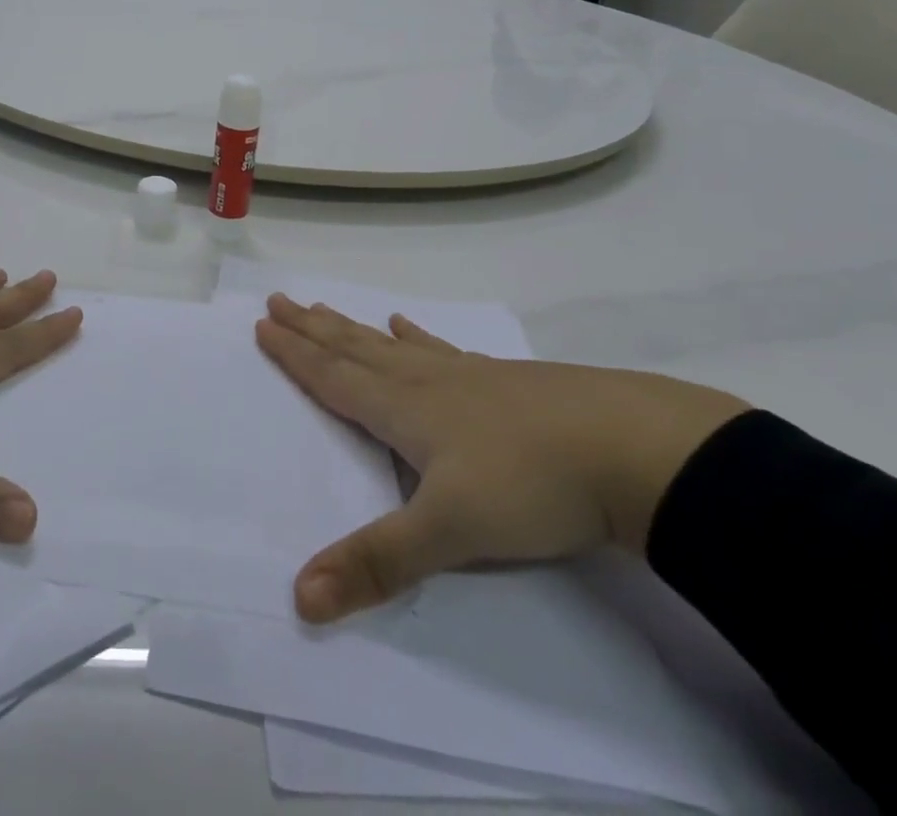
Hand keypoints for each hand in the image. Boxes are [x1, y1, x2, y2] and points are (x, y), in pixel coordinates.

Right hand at [256, 295, 747, 623]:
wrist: (633, 449)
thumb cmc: (531, 486)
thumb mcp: (450, 533)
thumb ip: (377, 562)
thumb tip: (300, 597)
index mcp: (404, 409)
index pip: (334, 377)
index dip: (295, 354)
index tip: (263, 323)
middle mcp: (426, 382)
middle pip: (354, 349)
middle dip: (312, 328)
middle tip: (279, 299)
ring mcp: (468, 376)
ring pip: (392, 346)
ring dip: (352, 328)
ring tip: (326, 307)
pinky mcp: (505, 381)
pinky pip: (443, 351)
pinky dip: (417, 336)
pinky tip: (409, 327)